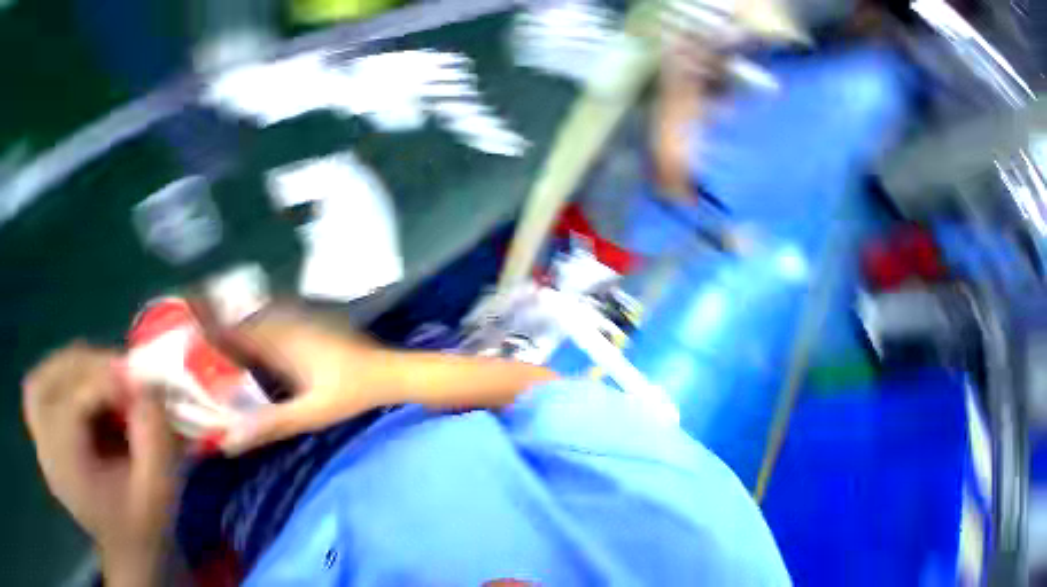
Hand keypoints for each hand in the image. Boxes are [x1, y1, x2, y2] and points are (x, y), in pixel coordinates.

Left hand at [23, 343, 179, 583]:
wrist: (131, 540)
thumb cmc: (148, 513)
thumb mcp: (160, 480)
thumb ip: (155, 434)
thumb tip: (152, 386)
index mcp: (67, 464)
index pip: (69, 406)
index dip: (108, 386)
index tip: (148, 384)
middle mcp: (48, 445)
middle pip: (42, 384)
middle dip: (85, 364)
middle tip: (128, 368)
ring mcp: (50, 440)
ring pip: (45, 381)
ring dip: (80, 366)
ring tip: (121, 371)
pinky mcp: (62, 436)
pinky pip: (58, 391)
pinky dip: (81, 376)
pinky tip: (112, 386)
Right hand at [213, 306, 555, 454]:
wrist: (392, 372)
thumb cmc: (356, 390)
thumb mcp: (312, 412)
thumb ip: (269, 425)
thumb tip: (222, 443)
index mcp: (288, 342)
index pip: (234, 327)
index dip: (202, 327)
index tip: (170, 334)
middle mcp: (295, 327)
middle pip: (245, 321)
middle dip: (212, 327)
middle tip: (180, 345)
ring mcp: (310, 327)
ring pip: (263, 323)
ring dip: (236, 330)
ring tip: (205, 350)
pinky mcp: (320, 333)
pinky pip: (280, 329)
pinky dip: (260, 336)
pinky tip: (250, 356)